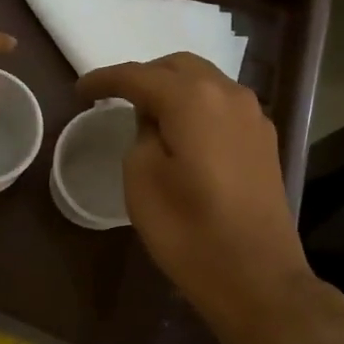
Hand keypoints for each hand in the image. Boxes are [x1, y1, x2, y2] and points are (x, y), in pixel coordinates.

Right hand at [79, 53, 316, 341]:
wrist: (256, 277)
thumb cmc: (188, 232)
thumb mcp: (142, 180)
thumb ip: (142, 136)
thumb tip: (154, 122)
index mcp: (194, 99)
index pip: (139, 75)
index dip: (105, 80)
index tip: (79, 91)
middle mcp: (229, 94)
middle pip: (179, 67)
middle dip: (144, 76)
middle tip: (114, 98)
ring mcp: (253, 117)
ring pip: (206, 83)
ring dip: (173, 89)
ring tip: (146, 113)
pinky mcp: (264, 141)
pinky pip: (222, 106)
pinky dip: (196, 107)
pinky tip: (183, 132)